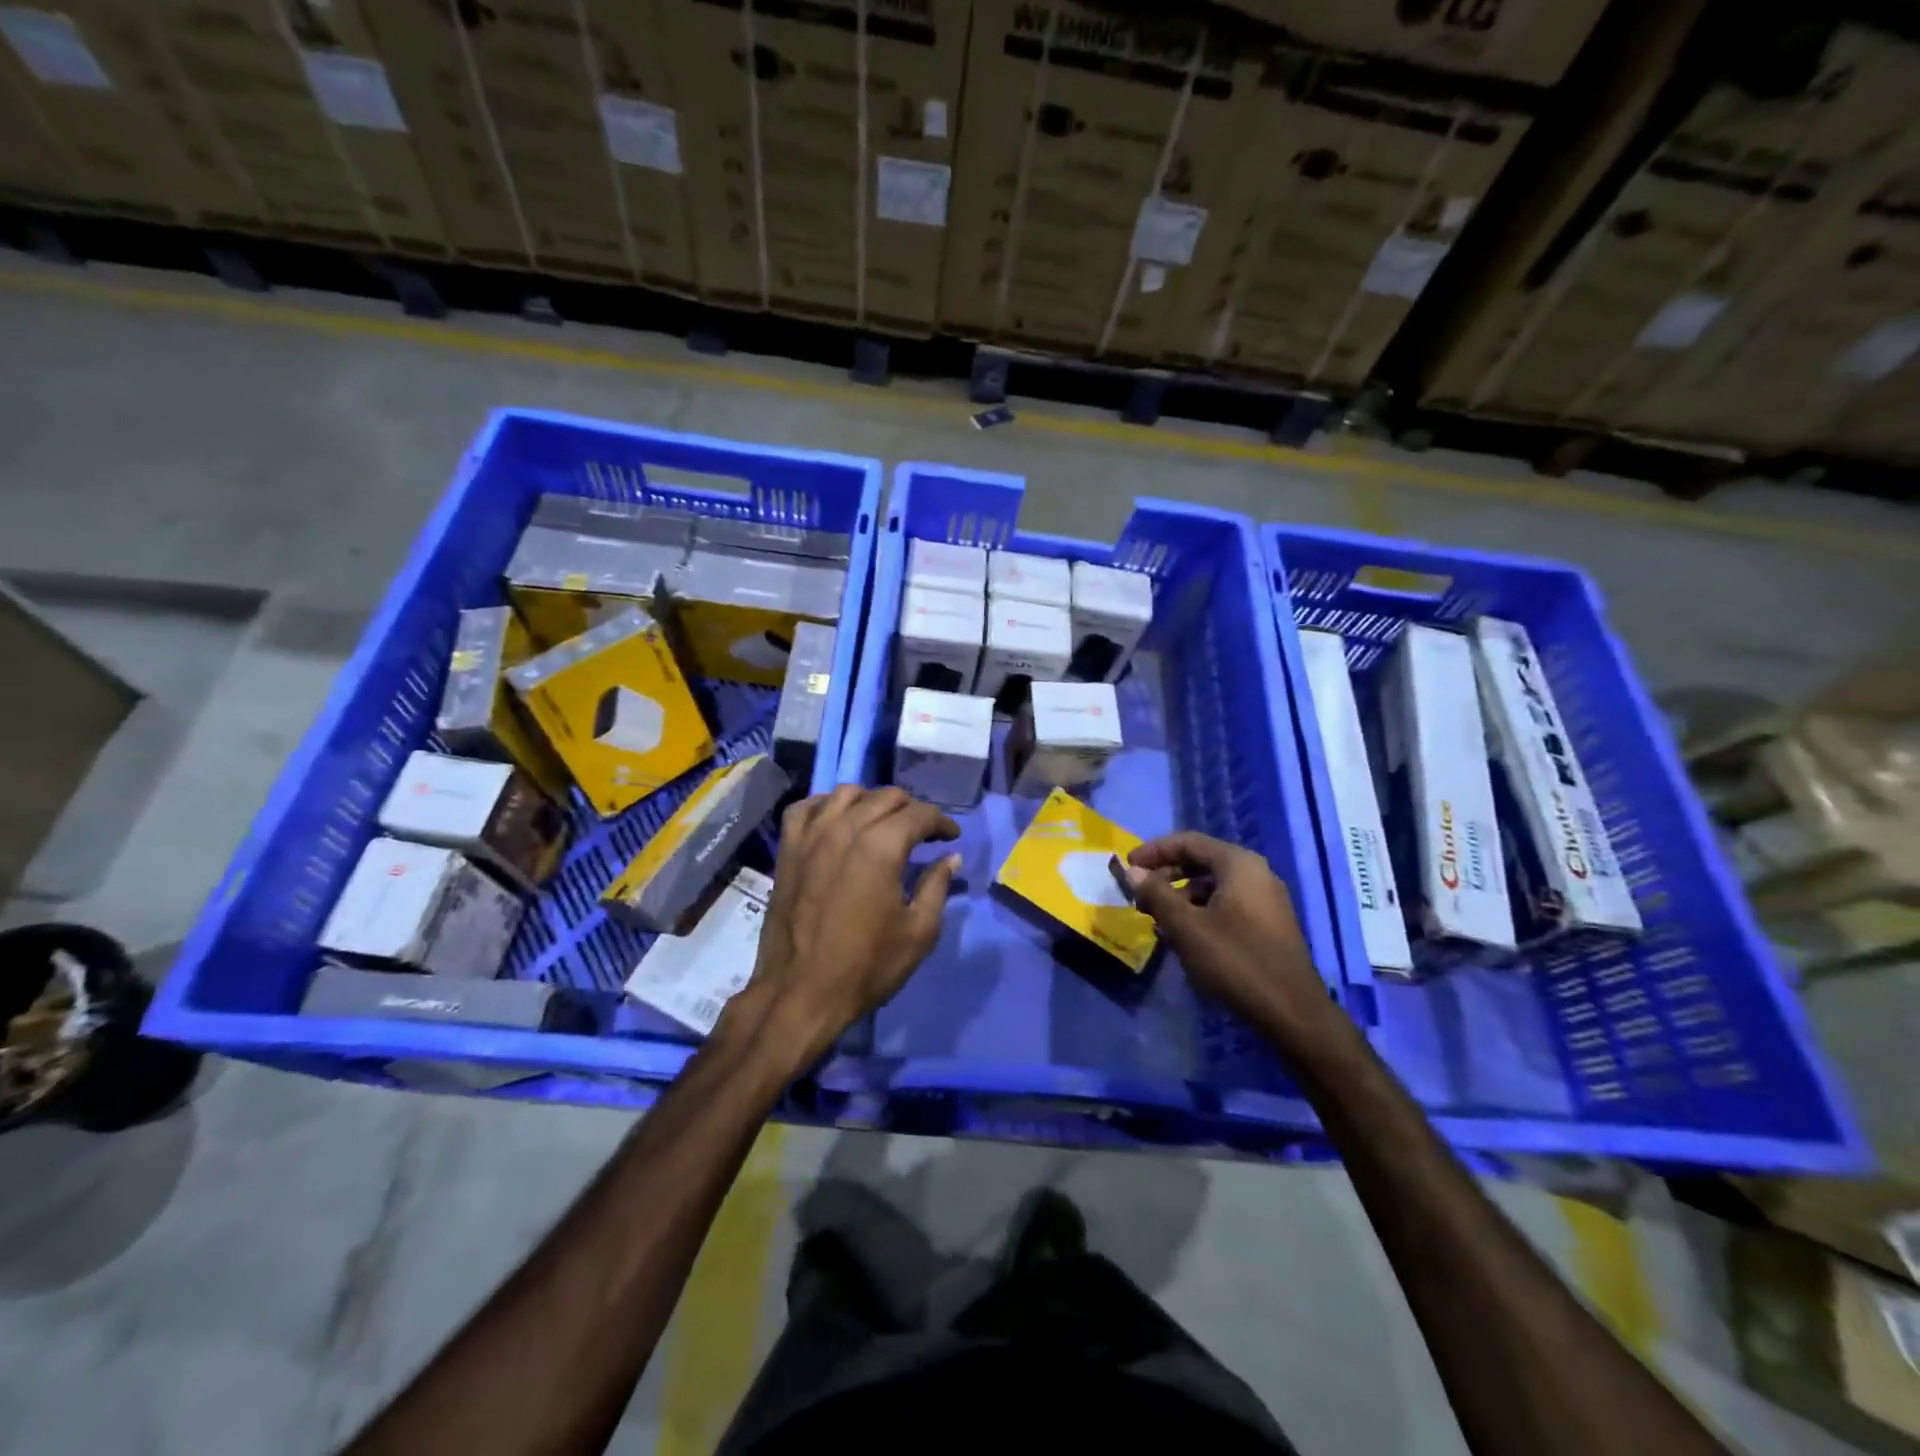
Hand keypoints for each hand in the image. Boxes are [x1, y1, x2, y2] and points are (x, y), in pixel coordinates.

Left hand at [741, 786, 960, 1069]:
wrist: (801, 993)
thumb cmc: (866, 966)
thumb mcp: (919, 932)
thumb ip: (937, 886)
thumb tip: (951, 858)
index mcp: (881, 847)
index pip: (919, 814)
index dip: (942, 822)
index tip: (952, 836)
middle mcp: (845, 829)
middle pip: (885, 797)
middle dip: (911, 809)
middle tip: (923, 832)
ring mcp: (811, 836)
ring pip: (846, 794)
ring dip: (871, 801)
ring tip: (882, 823)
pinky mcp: (788, 850)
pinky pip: (805, 807)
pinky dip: (825, 805)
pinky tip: (836, 820)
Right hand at [1123, 832, 1333, 1043]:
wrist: (1292, 1013)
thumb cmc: (1235, 961)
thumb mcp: (1186, 926)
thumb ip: (1156, 894)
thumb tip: (1132, 872)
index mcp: (1239, 864)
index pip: (1188, 841)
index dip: (1154, 851)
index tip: (1128, 866)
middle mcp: (1256, 873)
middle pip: (1201, 861)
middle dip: (1166, 875)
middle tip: (1140, 896)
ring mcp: (1265, 900)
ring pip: (1213, 886)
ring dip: (1181, 897)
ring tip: (1158, 920)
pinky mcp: (1268, 925)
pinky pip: (1226, 905)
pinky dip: (1200, 912)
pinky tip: (1184, 937)